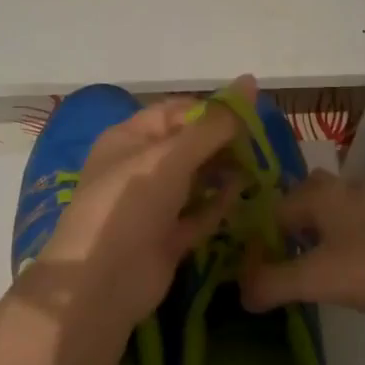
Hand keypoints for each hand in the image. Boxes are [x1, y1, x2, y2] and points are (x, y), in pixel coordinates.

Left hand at [33, 77, 255, 333]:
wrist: (102, 283)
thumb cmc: (131, 202)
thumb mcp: (171, 156)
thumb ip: (214, 124)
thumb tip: (250, 82)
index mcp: (129, 138)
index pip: (177, 111)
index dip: (212, 109)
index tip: (252, 112)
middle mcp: (139, 167)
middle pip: (188, 145)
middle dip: (222, 141)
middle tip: (262, 143)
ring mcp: (152, 205)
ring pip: (195, 179)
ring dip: (224, 172)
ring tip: (261, 166)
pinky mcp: (166, 238)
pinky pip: (198, 214)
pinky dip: (219, 205)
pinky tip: (246, 196)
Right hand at [238, 169, 364, 327]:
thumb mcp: (314, 279)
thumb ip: (271, 284)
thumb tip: (240, 293)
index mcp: (319, 195)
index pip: (275, 207)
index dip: (261, 236)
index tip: (255, 266)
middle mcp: (343, 191)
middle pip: (306, 193)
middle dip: (290, 218)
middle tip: (280, 253)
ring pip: (333, 207)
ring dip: (317, 227)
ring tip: (308, 261)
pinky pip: (354, 224)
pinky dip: (342, 238)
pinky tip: (344, 267)